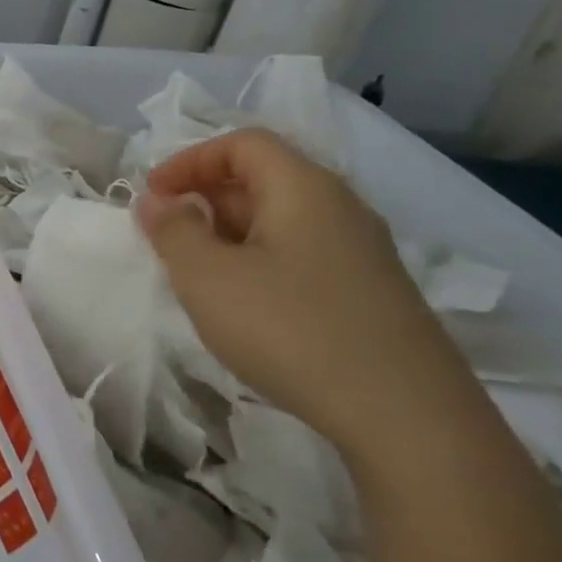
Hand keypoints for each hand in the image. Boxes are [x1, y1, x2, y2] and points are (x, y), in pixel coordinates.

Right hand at [132, 128, 483, 463]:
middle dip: (206, 199)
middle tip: (169, 238)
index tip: (153, 196)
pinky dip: (260, 262)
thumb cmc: (291, 329)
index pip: (242, 144)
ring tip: (200, 276)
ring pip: (282, 220)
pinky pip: (301, 254)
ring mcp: (362, 252)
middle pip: (263, 178)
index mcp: (304, 188)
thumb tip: (156, 201)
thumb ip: (173, 231)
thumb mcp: (208, 277)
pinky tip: (247, 307)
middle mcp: (340, 208)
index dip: (190, 160)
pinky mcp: (370, 293)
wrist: (407, 418)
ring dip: (229, 235)